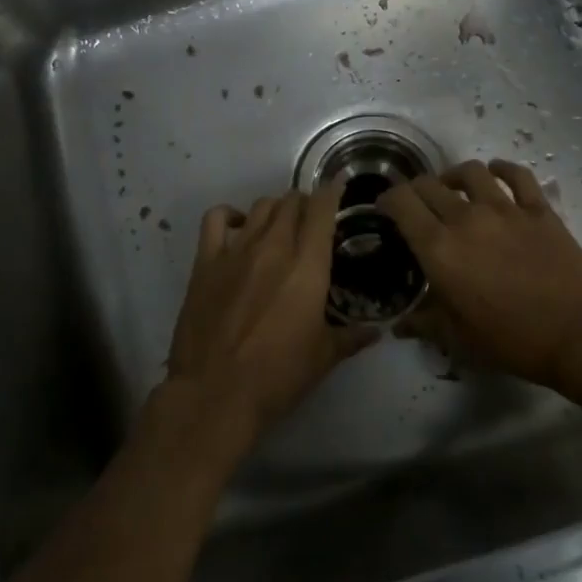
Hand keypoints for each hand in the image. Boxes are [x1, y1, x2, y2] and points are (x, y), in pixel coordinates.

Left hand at [150, 179, 370, 471]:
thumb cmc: (278, 377)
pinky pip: (217, 219)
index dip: (332, 193)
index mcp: (308, 265)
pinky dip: (231, 215)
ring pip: (261, 206)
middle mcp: (274, 247)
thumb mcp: (324, 358)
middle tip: (312, 218)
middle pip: (291, 202)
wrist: (215, 393)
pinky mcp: (206, 261)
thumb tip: (376, 332)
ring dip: (276, 208)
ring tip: (281, 223)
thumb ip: (351, 337)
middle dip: (305, 203)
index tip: (338, 188)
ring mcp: (236, 250)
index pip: (322, 209)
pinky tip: (239, 227)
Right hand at [379, 159, 581, 387]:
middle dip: (415, 189)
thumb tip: (399, 325)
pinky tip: (497, 173)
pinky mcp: (539, 210)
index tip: (385, 207)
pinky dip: (503, 169)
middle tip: (416, 203)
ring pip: (471, 172)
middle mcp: (466, 218)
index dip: (387, 199)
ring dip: (454, 175)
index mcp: (439, 249)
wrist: (578, 335)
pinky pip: (518, 176)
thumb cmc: (511, 341)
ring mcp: (505, 210)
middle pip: (429, 185)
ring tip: (453, 187)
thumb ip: (424, 323)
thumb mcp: (458, 339)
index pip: (402, 203)